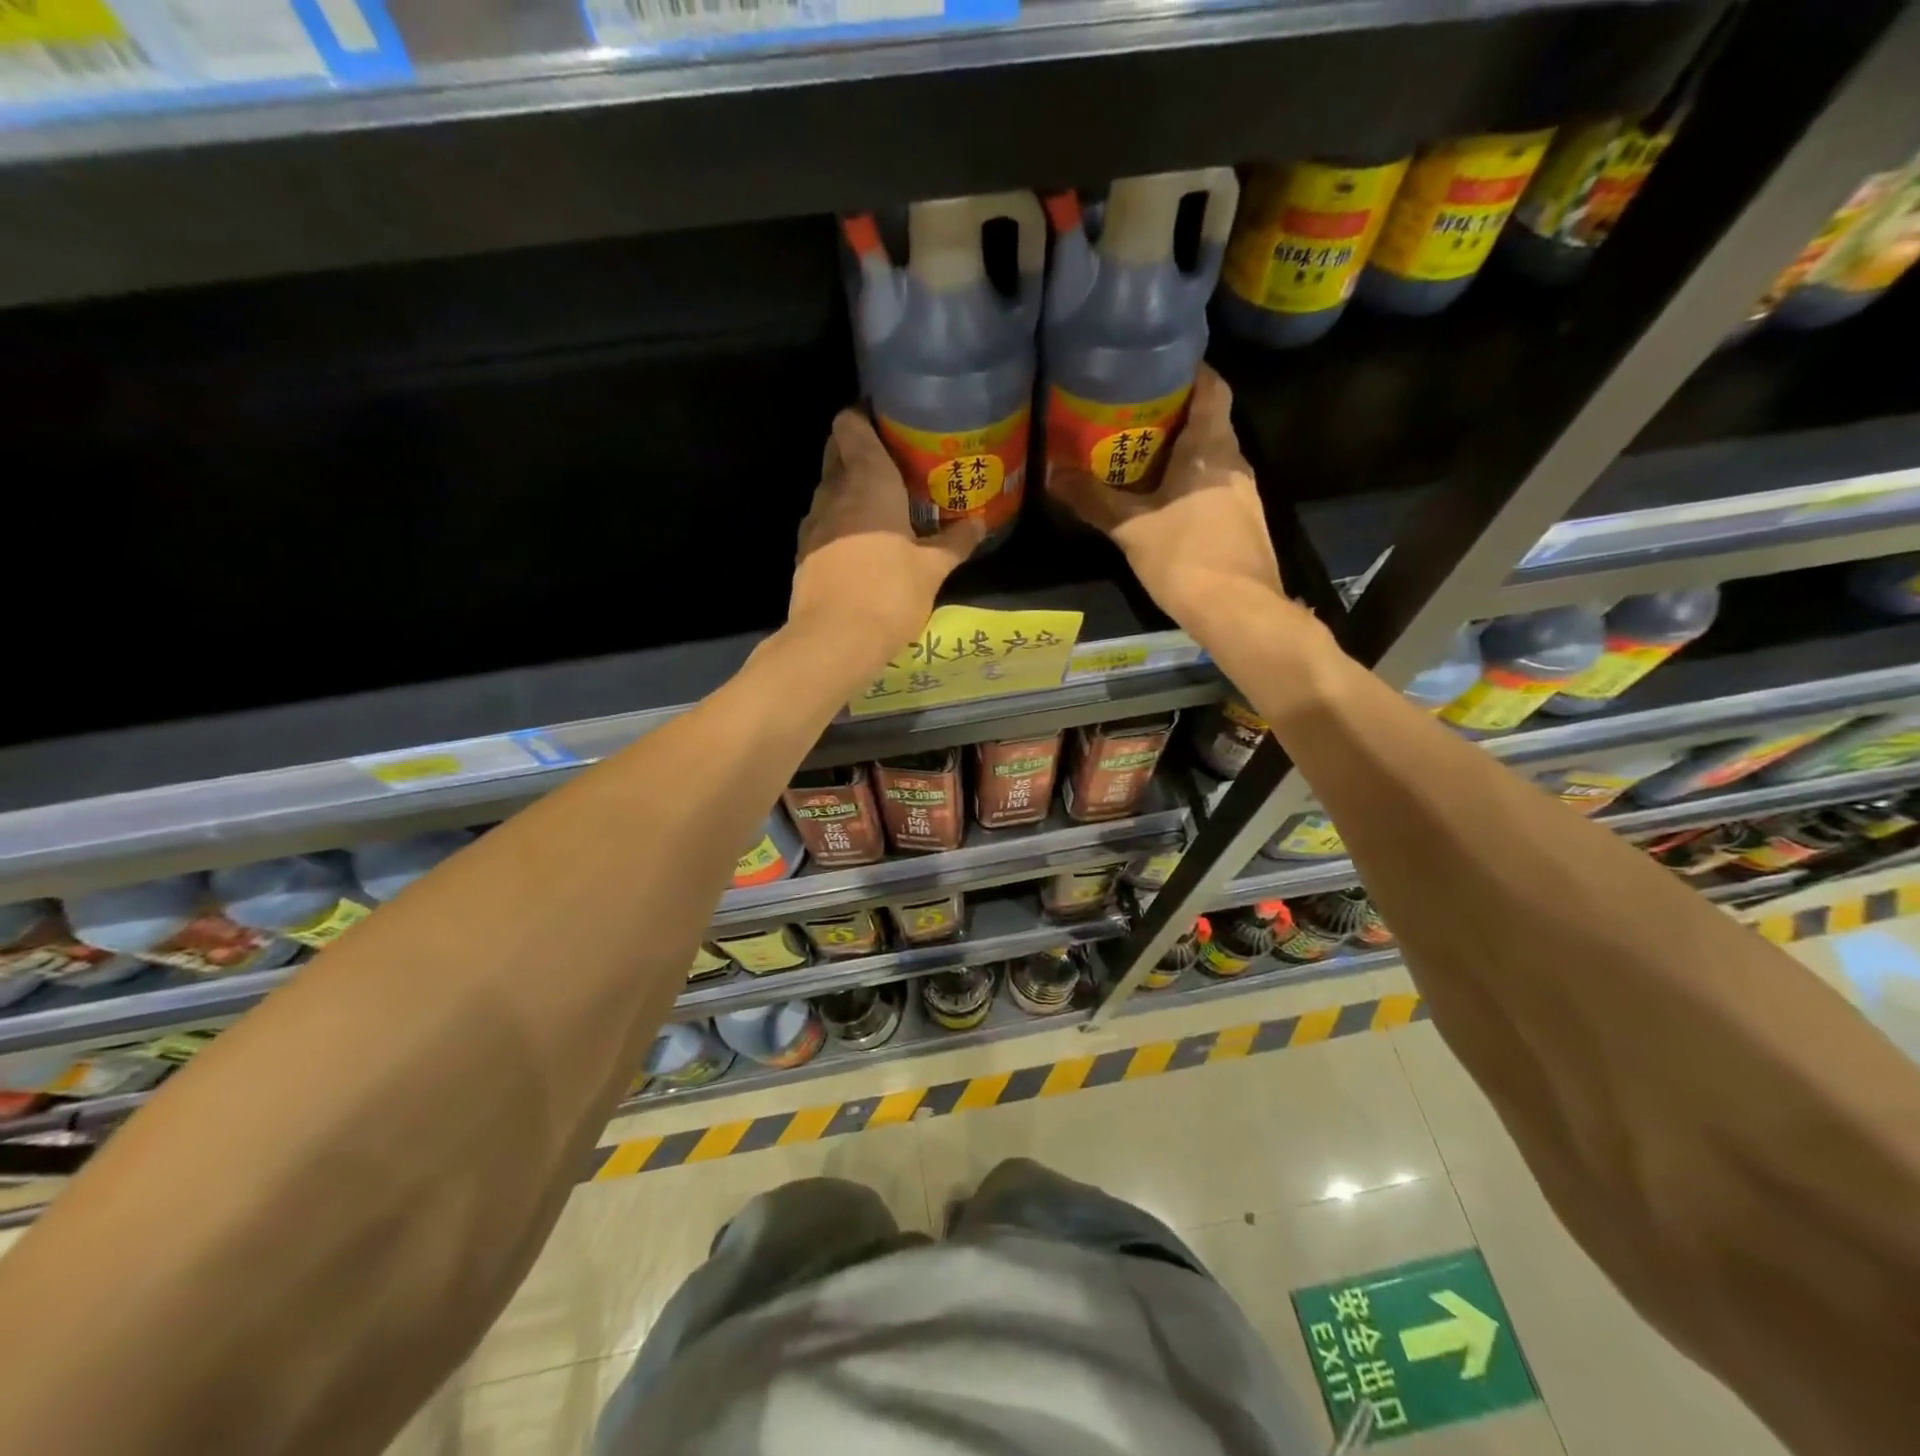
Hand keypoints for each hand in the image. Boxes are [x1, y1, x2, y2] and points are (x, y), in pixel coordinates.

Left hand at [789, 410, 984, 670]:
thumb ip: (955, 542)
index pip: (850, 425)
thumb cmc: (889, 592)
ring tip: (882, 506)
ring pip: (829, 490)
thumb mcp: (932, 569)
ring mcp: (813, 524)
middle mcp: (834, 492)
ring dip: (850, 491)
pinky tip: (862, 543)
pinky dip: (840, 523)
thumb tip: (979, 522)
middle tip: (893, 465)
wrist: (834, 639)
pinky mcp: (804, 554)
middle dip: (858, 452)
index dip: (863, 417)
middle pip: (836, 453)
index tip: (888, 423)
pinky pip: (824, 524)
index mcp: (867, 480)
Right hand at [1046, 364, 1285, 629]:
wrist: (1238, 610)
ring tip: (1139, 461)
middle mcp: (1234, 463)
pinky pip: (1214, 489)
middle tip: (1130, 419)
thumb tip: (1052, 474)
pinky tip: (1163, 504)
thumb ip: (1093, 500)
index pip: (1212, 389)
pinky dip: (1190, 486)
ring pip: (1211, 460)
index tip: (1157, 370)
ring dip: (1180, 456)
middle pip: (1208, 423)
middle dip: (1173, 418)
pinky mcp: (1243, 524)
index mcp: (1211, 448)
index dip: (1190, 373)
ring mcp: (1244, 495)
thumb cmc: (1185, 557)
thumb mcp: (1131, 529)